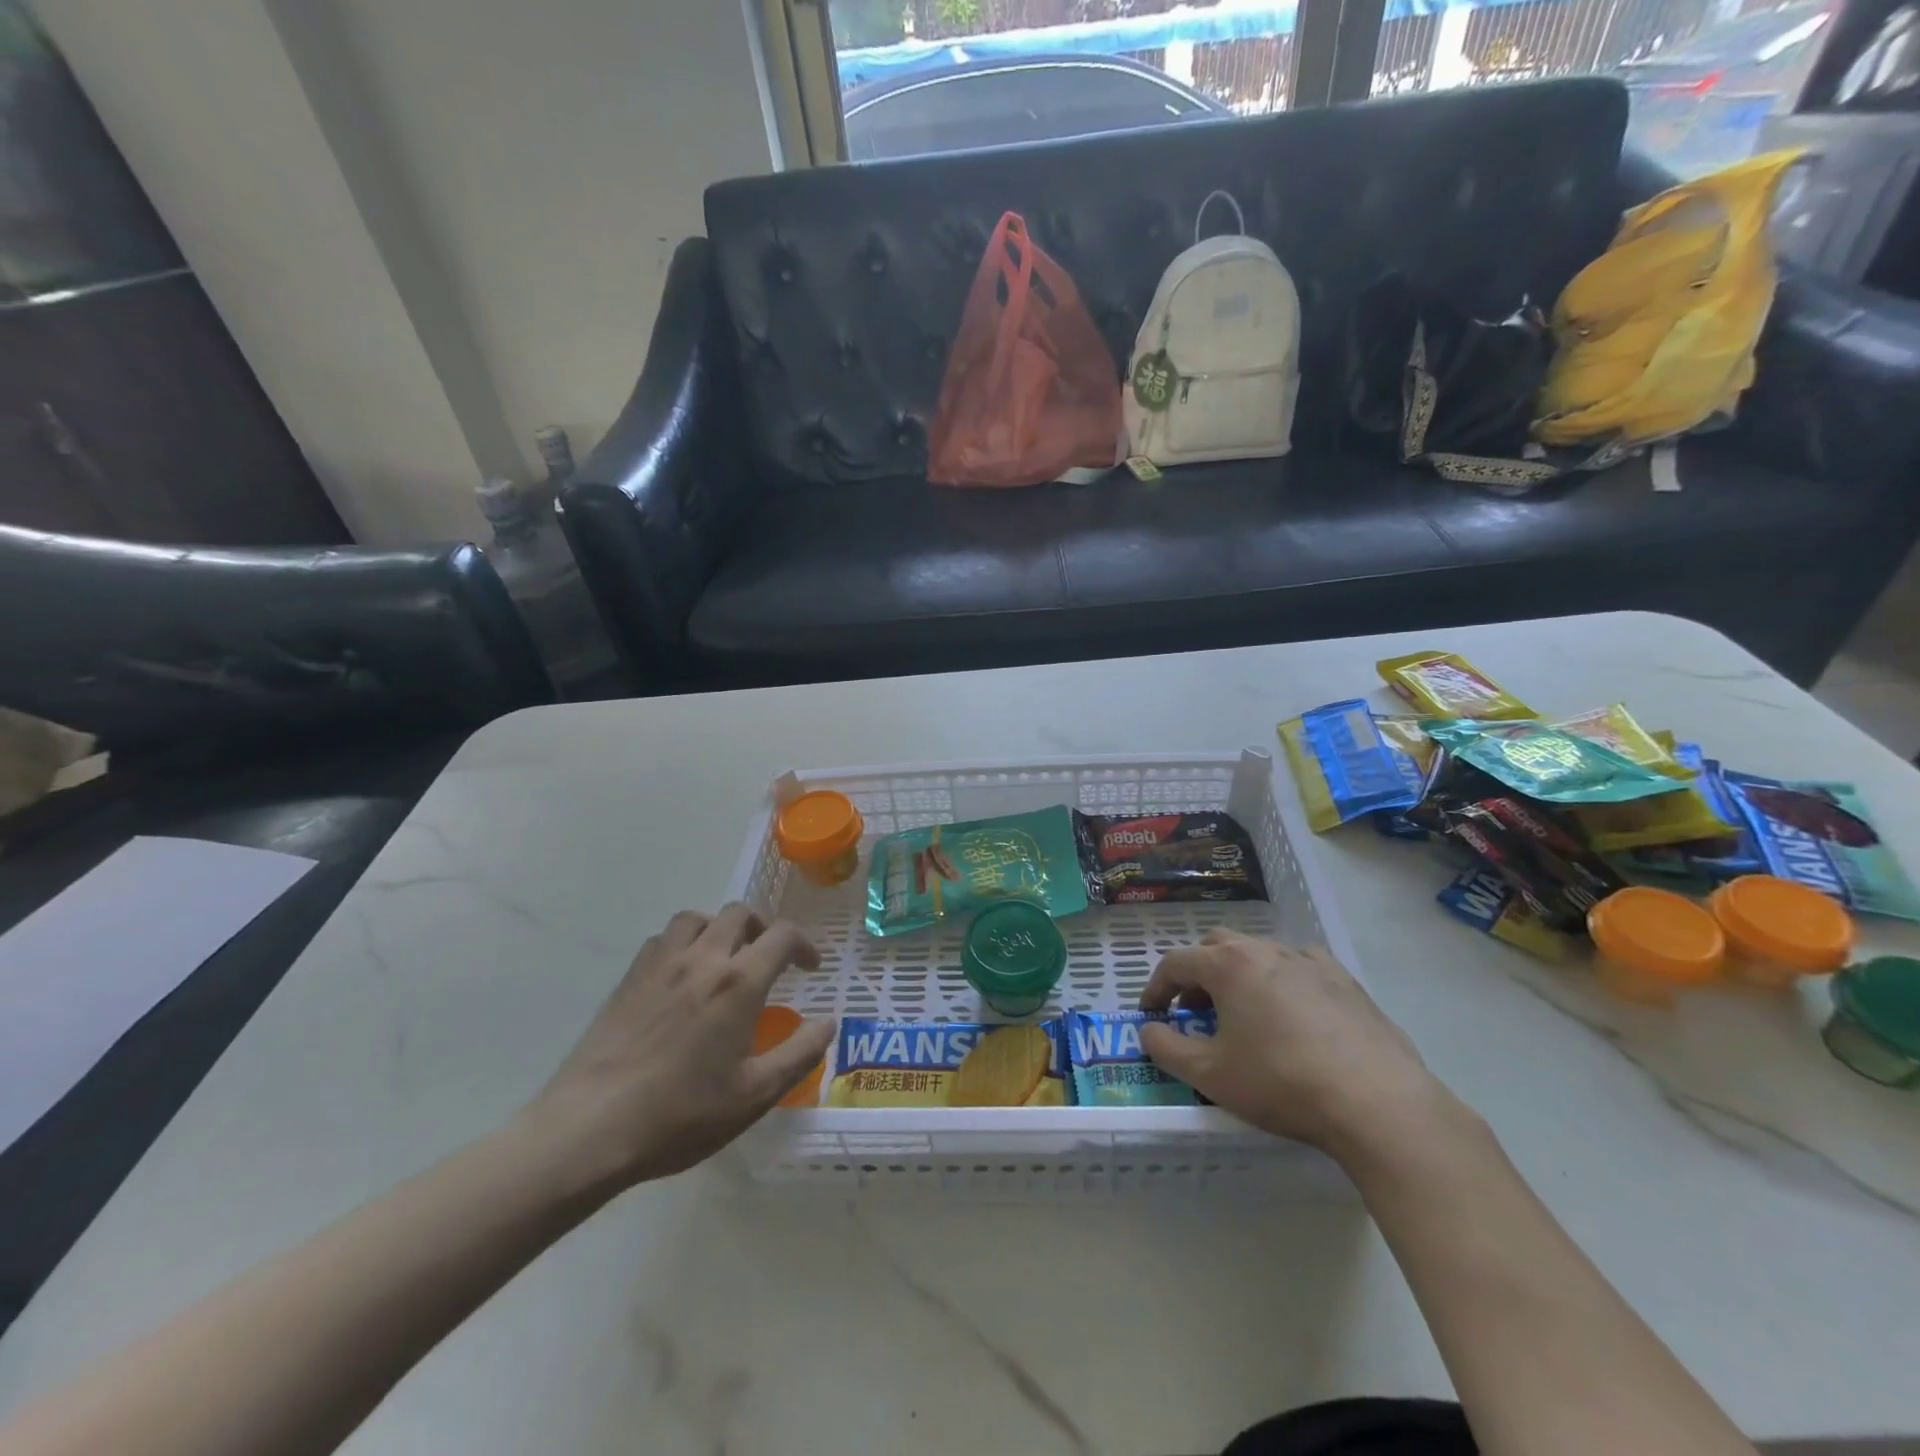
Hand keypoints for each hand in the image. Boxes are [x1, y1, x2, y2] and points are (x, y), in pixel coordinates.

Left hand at [523, 905, 831, 1191]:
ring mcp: (661, 964)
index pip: (782, 935)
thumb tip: (829, 1022)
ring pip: (698, 917)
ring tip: (726, 957)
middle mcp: (703, 958)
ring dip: (721, 928)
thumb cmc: (681, 1113)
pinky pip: (664, 938)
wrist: (590, 1128)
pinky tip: (683, 975)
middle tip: (771, 958)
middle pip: (740, 913)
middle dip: (764, 928)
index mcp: (739, 982)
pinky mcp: (630, 977)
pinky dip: (684, 942)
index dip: (804, 944)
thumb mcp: (755, 1094)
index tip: (809, 967)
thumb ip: (800, 1053)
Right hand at [1138, 931, 1451, 1159]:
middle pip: (1216, 946)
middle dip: (1197, 973)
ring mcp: (1309, 960)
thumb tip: (1149, 1030)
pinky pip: (1300, 964)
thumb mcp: (1210, 1075)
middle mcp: (1265, 949)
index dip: (1156, 987)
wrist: (1376, 1102)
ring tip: (1242, 1012)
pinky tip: (1291, 1009)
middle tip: (1194, 1010)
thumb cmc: (1281, 1083)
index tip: (1151, 1013)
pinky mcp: (1344, 979)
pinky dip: (1282, 978)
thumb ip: (1167, 1049)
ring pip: (1259, 951)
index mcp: (1227, 965)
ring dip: (1239, 974)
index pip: (1175, 963)